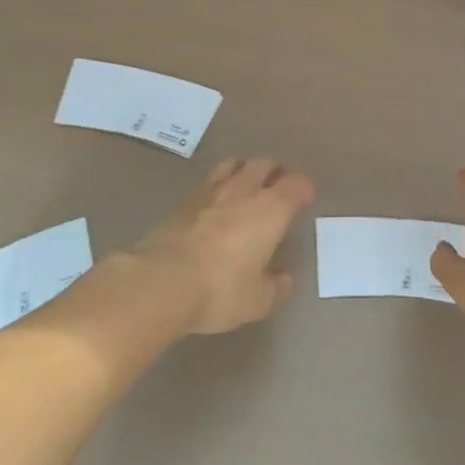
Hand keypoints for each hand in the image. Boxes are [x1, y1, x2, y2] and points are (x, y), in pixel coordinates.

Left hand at [130, 157, 314, 334]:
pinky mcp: (182, 202)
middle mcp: (243, 191)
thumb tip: (283, 280)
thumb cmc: (220, 290)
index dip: (303, 189)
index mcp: (270, 209)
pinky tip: (214, 205)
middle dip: (274, 171)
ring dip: (244, 170)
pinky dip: (216, 187)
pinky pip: (207, 182)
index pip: (296, 184)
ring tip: (245, 185)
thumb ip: (275, 287)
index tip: (304, 200)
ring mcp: (209, 192)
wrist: (160, 283)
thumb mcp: (257, 301)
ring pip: (233, 164)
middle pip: (264, 163)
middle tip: (277, 187)